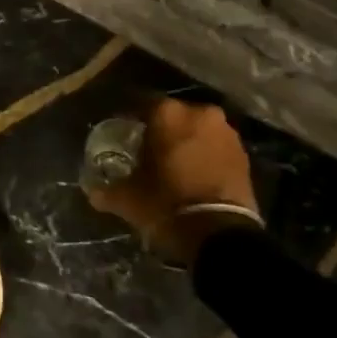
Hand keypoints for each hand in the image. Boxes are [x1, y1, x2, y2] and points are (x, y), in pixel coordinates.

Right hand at [85, 98, 258, 261]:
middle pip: (173, 114)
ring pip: (197, 129)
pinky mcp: (244, 154)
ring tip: (172, 161)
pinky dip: (204, 154)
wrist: (220, 234)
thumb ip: (106, 190)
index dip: (128, 118)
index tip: (120, 132)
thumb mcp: (126, 199)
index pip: (140, 103)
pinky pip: (215, 146)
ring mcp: (226, 132)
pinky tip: (193, 172)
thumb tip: (92, 191)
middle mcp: (199, 113)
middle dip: (160, 128)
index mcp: (167, 113)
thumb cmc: (165, 203)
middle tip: (146, 147)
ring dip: (185, 140)